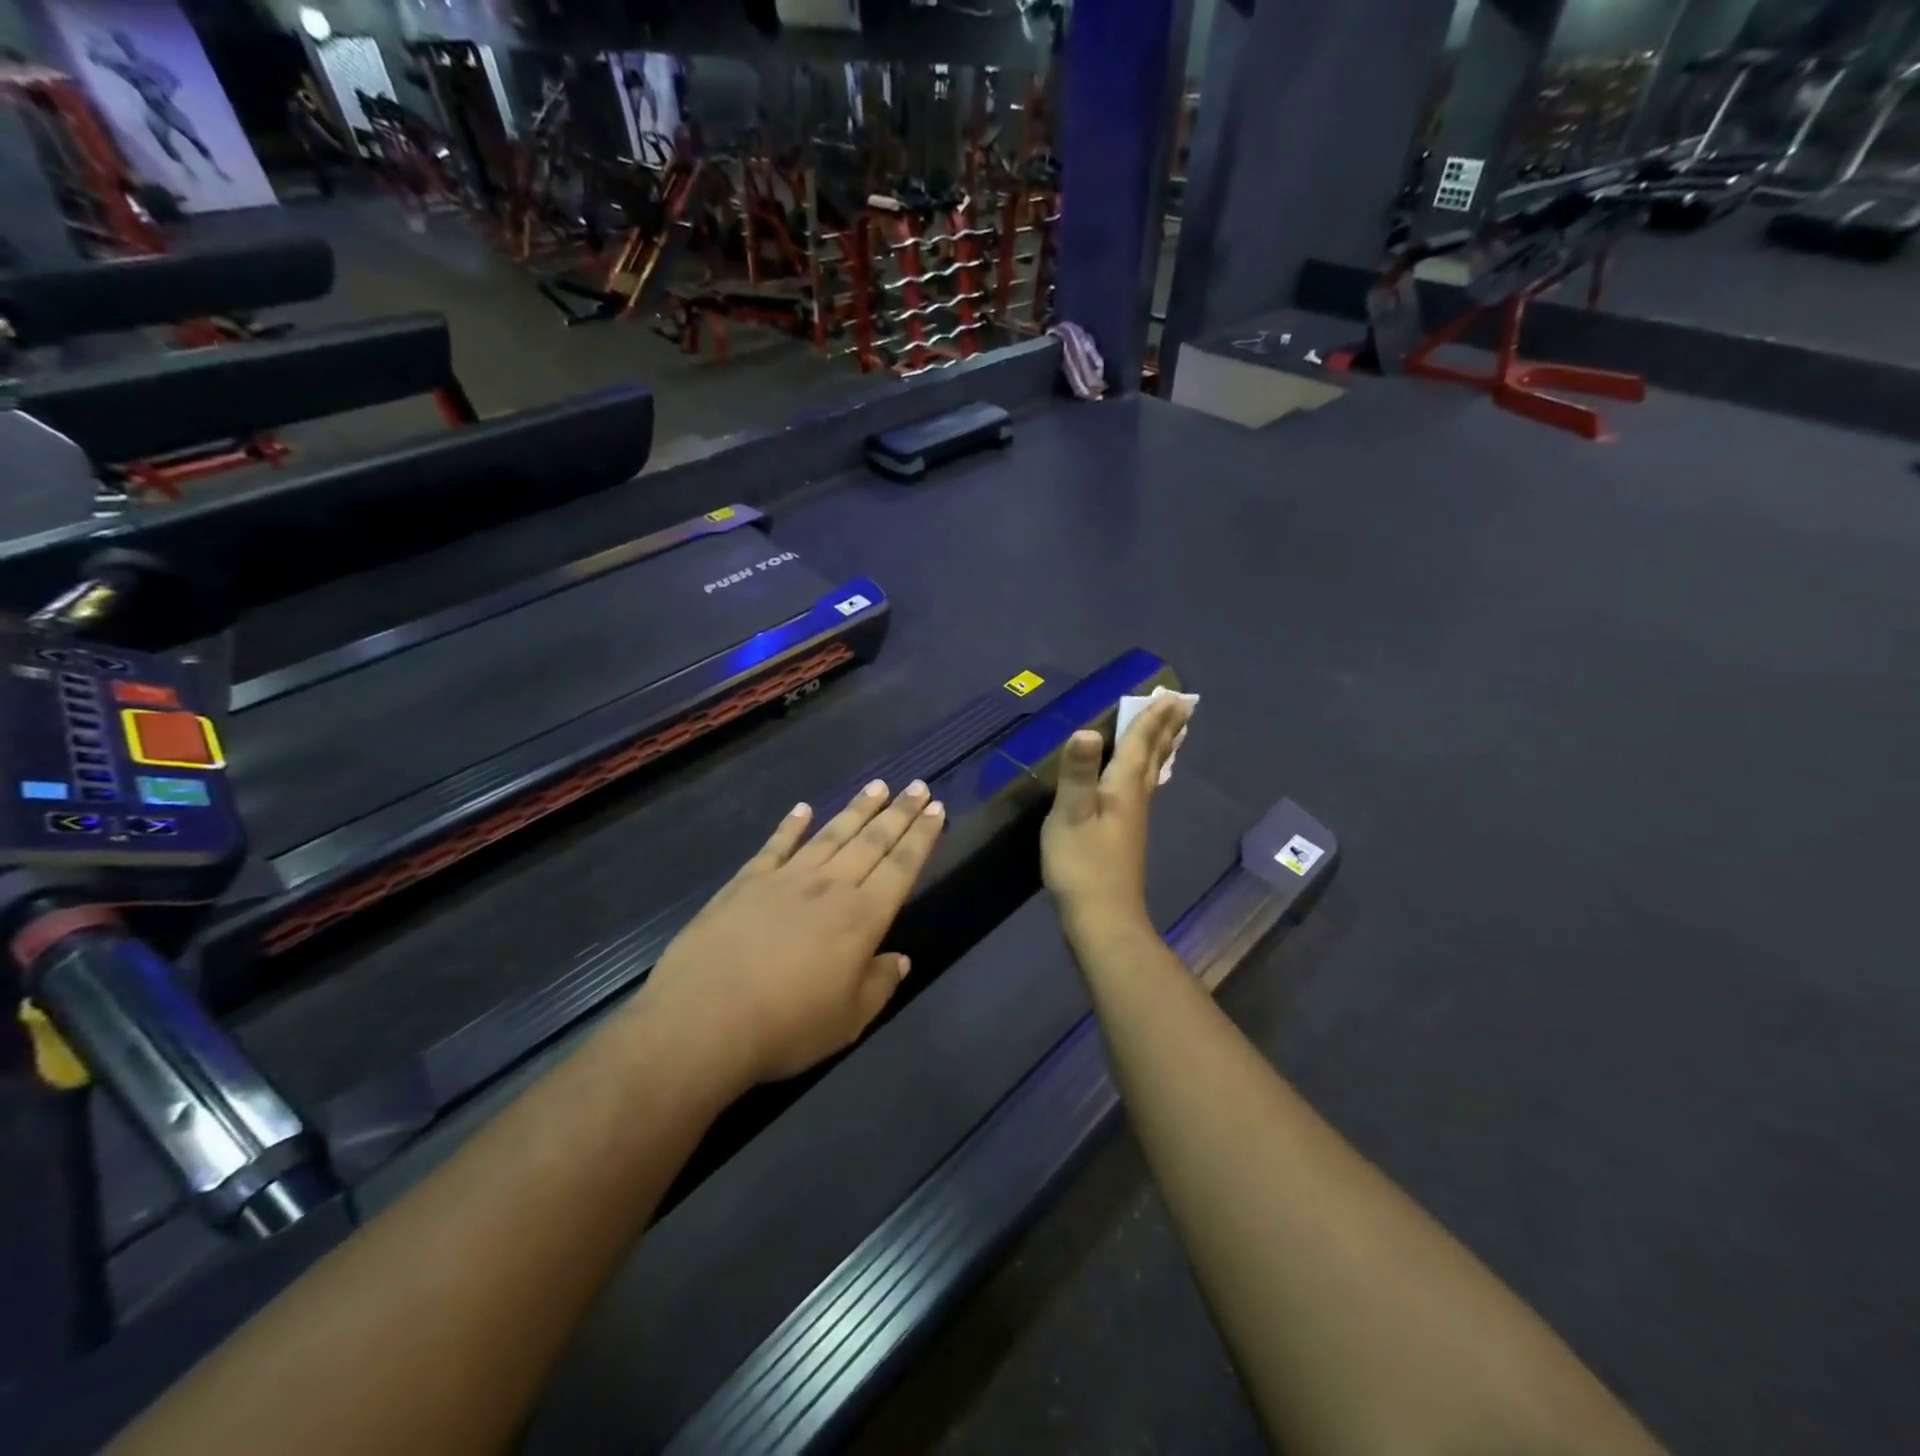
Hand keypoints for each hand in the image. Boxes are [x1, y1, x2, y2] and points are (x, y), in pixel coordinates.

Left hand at [638, 780, 945, 1088]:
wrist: (704, 1019)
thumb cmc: (786, 1027)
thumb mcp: (847, 1021)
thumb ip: (878, 985)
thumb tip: (899, 960)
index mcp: (862, 918)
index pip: (901, 867)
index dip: (922, 837)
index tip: (937, 808)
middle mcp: (830, 887)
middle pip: (872, 841)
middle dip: (899, 812)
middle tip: (918, 786)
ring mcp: (786, 879)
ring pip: (830, 834)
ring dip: (857, 809)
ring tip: (877, 786)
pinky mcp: (746, 882)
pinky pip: (776, 845)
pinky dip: (791, 825)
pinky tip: (802, 809)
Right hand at [1041, 694, 1191, 939]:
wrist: (1102, 919)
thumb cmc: (1082, 866)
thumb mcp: (1071, 817)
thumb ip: (1077, 774)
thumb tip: (1086, 730)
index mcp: (1122, 789)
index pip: (1139, 745)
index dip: (1150, 719)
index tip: (1171, 694)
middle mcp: (1135, 799)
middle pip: (1154, 756)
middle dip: (1165, 728)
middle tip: (1184, 704)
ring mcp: (1134, 820)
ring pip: (1153, 773)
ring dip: (1163, 748)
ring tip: (1175, 732)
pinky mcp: (1128, 836)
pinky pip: (1145, 788)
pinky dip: (1151, 772)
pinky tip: (1145, 780)